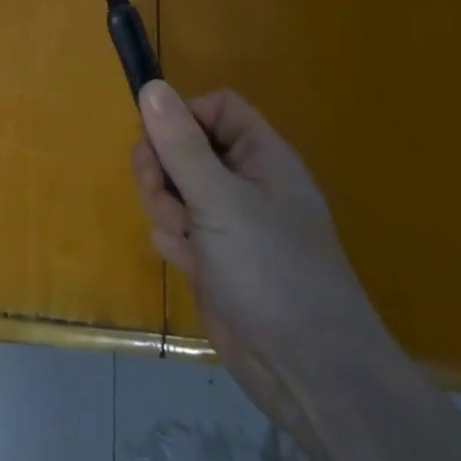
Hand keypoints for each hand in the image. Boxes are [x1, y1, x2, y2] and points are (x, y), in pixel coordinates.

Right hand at [132, 81, 387, 426]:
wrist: (309, 374)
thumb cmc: (272, 272)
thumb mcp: (219, 200)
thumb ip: (181, 145)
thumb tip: (151, 86)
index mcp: (261, 157)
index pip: (215, 108)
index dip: (184, 116)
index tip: (159, 140)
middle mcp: (245, 183)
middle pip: (184, 147)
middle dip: (162, 168)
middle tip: (161, 193)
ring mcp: (230, 223)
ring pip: (174, 189)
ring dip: (164, 207)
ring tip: (181, 238)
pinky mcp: (214, 259)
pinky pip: (176, 228)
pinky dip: (174, 242)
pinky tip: (188, 265)